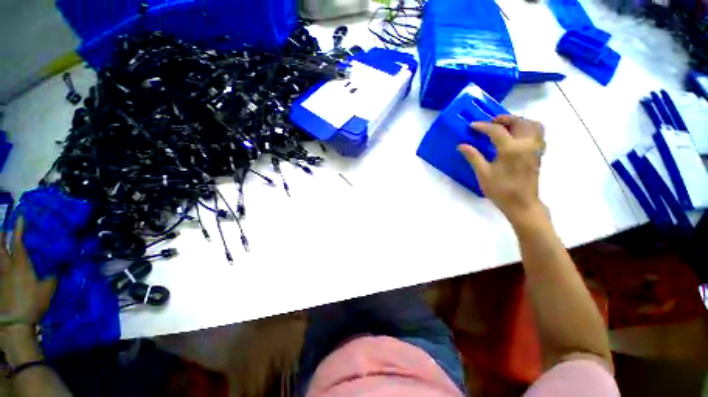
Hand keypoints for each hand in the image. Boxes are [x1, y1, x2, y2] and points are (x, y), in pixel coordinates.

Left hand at [0, 218, 55, 341]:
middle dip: (1, 235)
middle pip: (1, 247)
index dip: (19, 229)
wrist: (15, 322)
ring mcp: (0, 275)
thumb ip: (51, 277)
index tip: (20, 218)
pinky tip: (1, 263)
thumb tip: (54, 270)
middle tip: (3, 227)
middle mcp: (7, 266)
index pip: (18, 242)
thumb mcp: (48, 290)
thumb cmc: (33, 303)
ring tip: (0, 240)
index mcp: (21, 265)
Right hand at [458, 115, 546, 225]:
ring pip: (533, 125)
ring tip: (506, 127)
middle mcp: (526, 144)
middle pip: (519, 121)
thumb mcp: (483, 173)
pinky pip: (538, 134)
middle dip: (504, 119)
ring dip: (519, 121)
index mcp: (511, 149)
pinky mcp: (538, 154)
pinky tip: (518, 137)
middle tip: (490, 123)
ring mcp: (535, 148)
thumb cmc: (500, 190)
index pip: (496, 130)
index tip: (472, 126)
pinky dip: (529, 129)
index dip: (483, 126)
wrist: (522, 204)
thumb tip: (461, 145)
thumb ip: (473, 156)